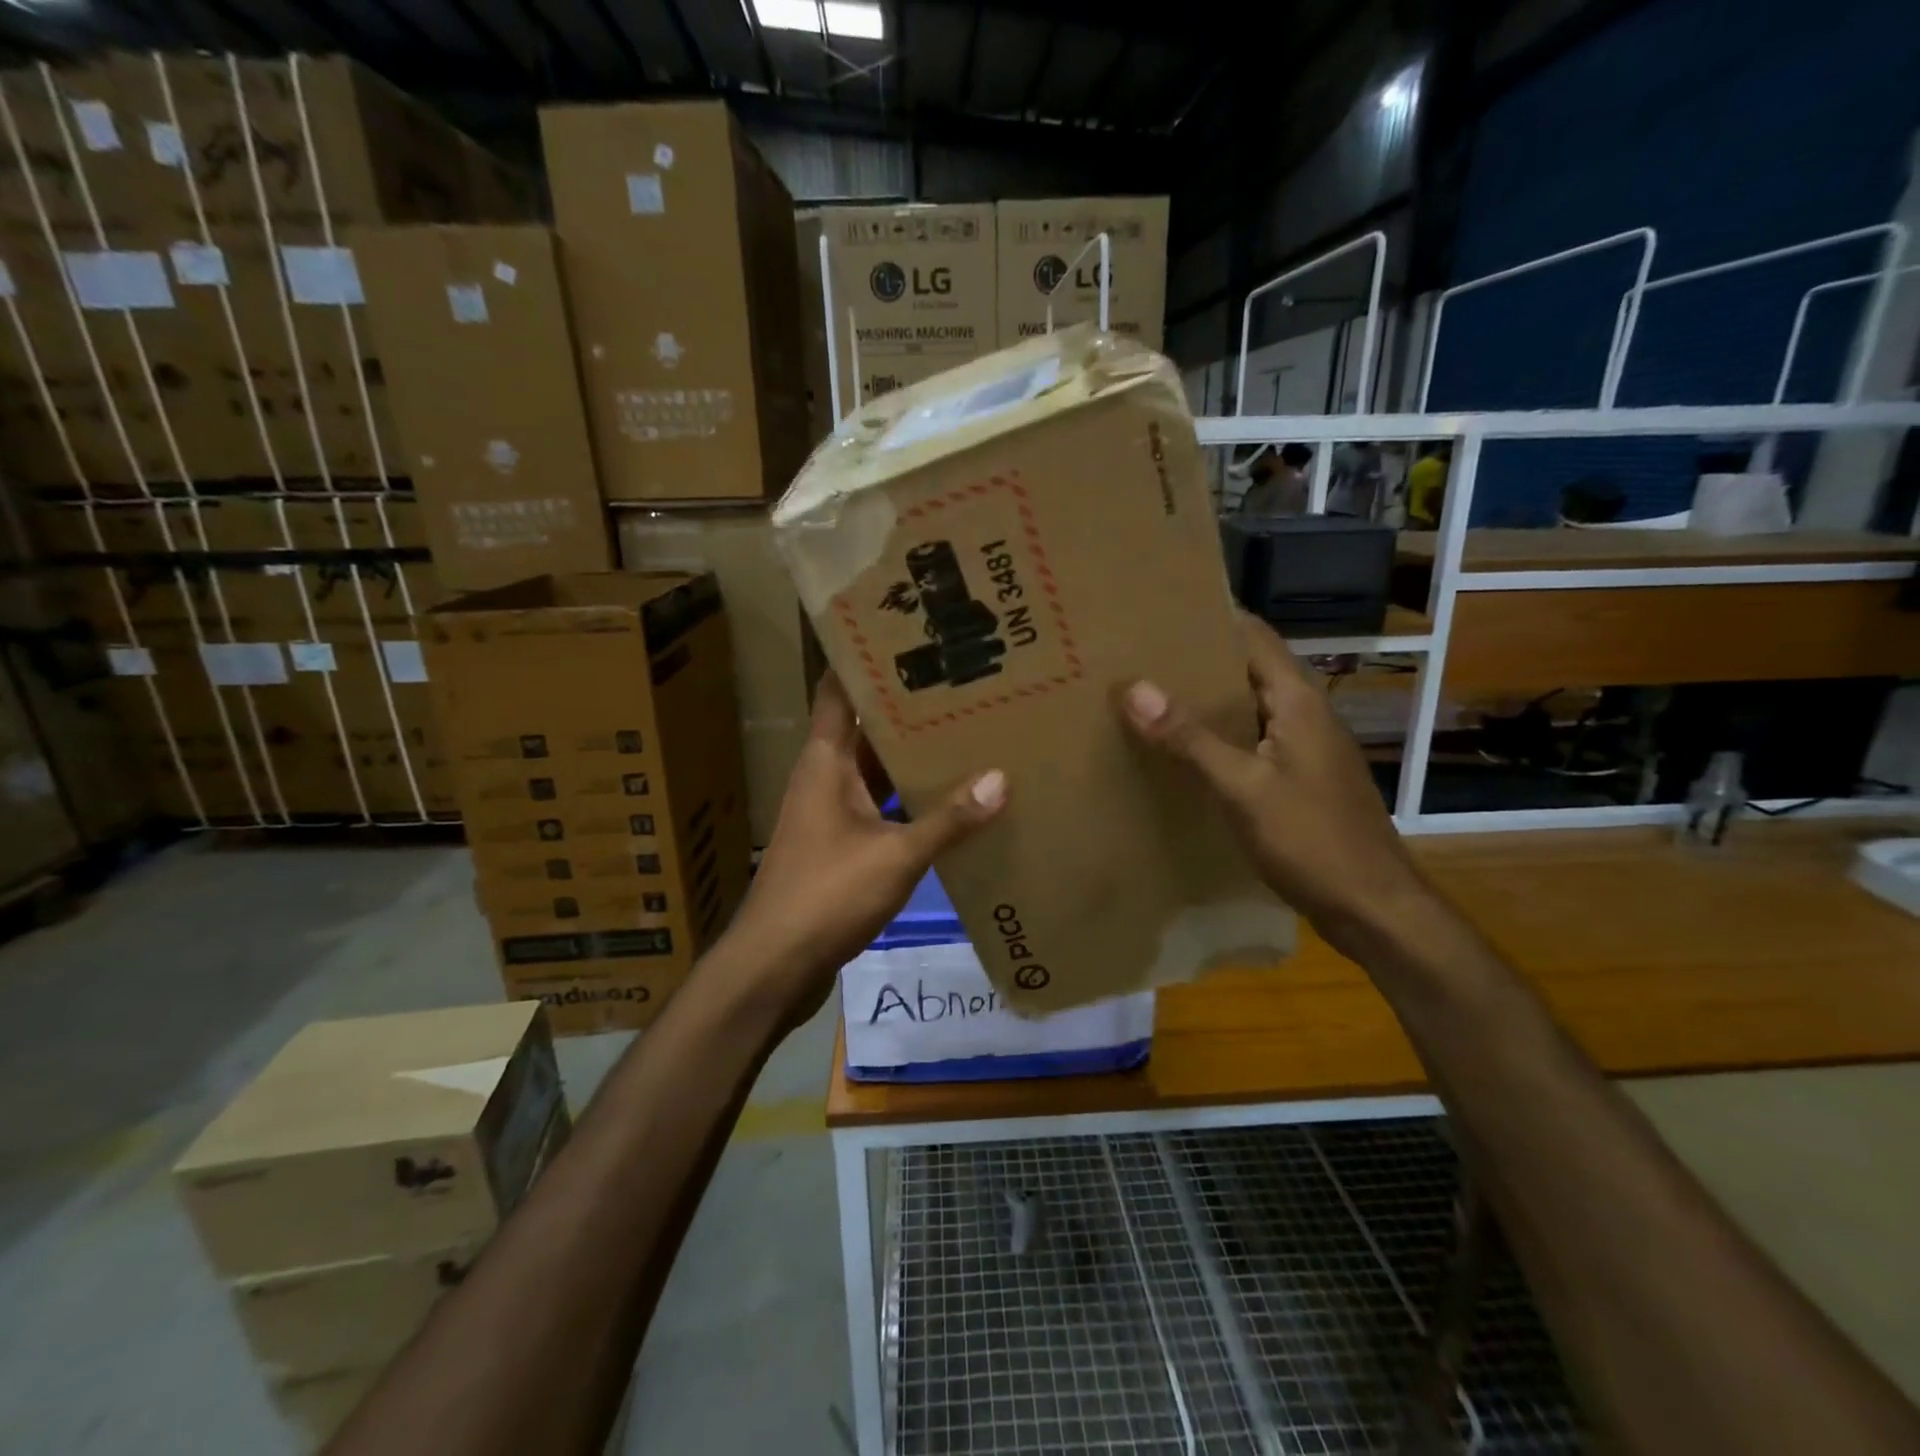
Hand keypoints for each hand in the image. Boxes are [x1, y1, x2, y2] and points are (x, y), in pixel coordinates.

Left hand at [722, 672, 1007, 1018]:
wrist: (774, 965)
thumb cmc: (826, 895)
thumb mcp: (896, 856)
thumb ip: (949, 819)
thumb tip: (1000, 779)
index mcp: (826, 761)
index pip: (838, 691)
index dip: (864, 660)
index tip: (904, 633)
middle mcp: (823, 777)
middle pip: (864, 729)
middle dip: (904, 707)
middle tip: (956, 682)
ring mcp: (828, 812)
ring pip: (872, 770)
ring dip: (907, 756)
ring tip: (962, 730)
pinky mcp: (837, 845)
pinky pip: (876, 805)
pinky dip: (904, 798)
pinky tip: (945, 797)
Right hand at [1116, 610, 1430, 953]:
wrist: (1373, 908)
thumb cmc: (1312, 840)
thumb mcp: (1243, 788)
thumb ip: (1190, 738)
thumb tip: (1134, 688)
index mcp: (1298, 700)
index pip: (1253, 634)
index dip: (1211, 617)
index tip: (1157, 611)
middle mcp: (1304, 713)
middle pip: (1247, 668)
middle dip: (1197, 659)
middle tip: (1138, 654)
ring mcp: (1304, 747)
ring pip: (1248, 707)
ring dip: (1205, 700)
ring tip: (1147, 695)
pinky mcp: (1298, 778)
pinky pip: (1251, 740)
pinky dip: (1217, 736)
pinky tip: (1181, 750)